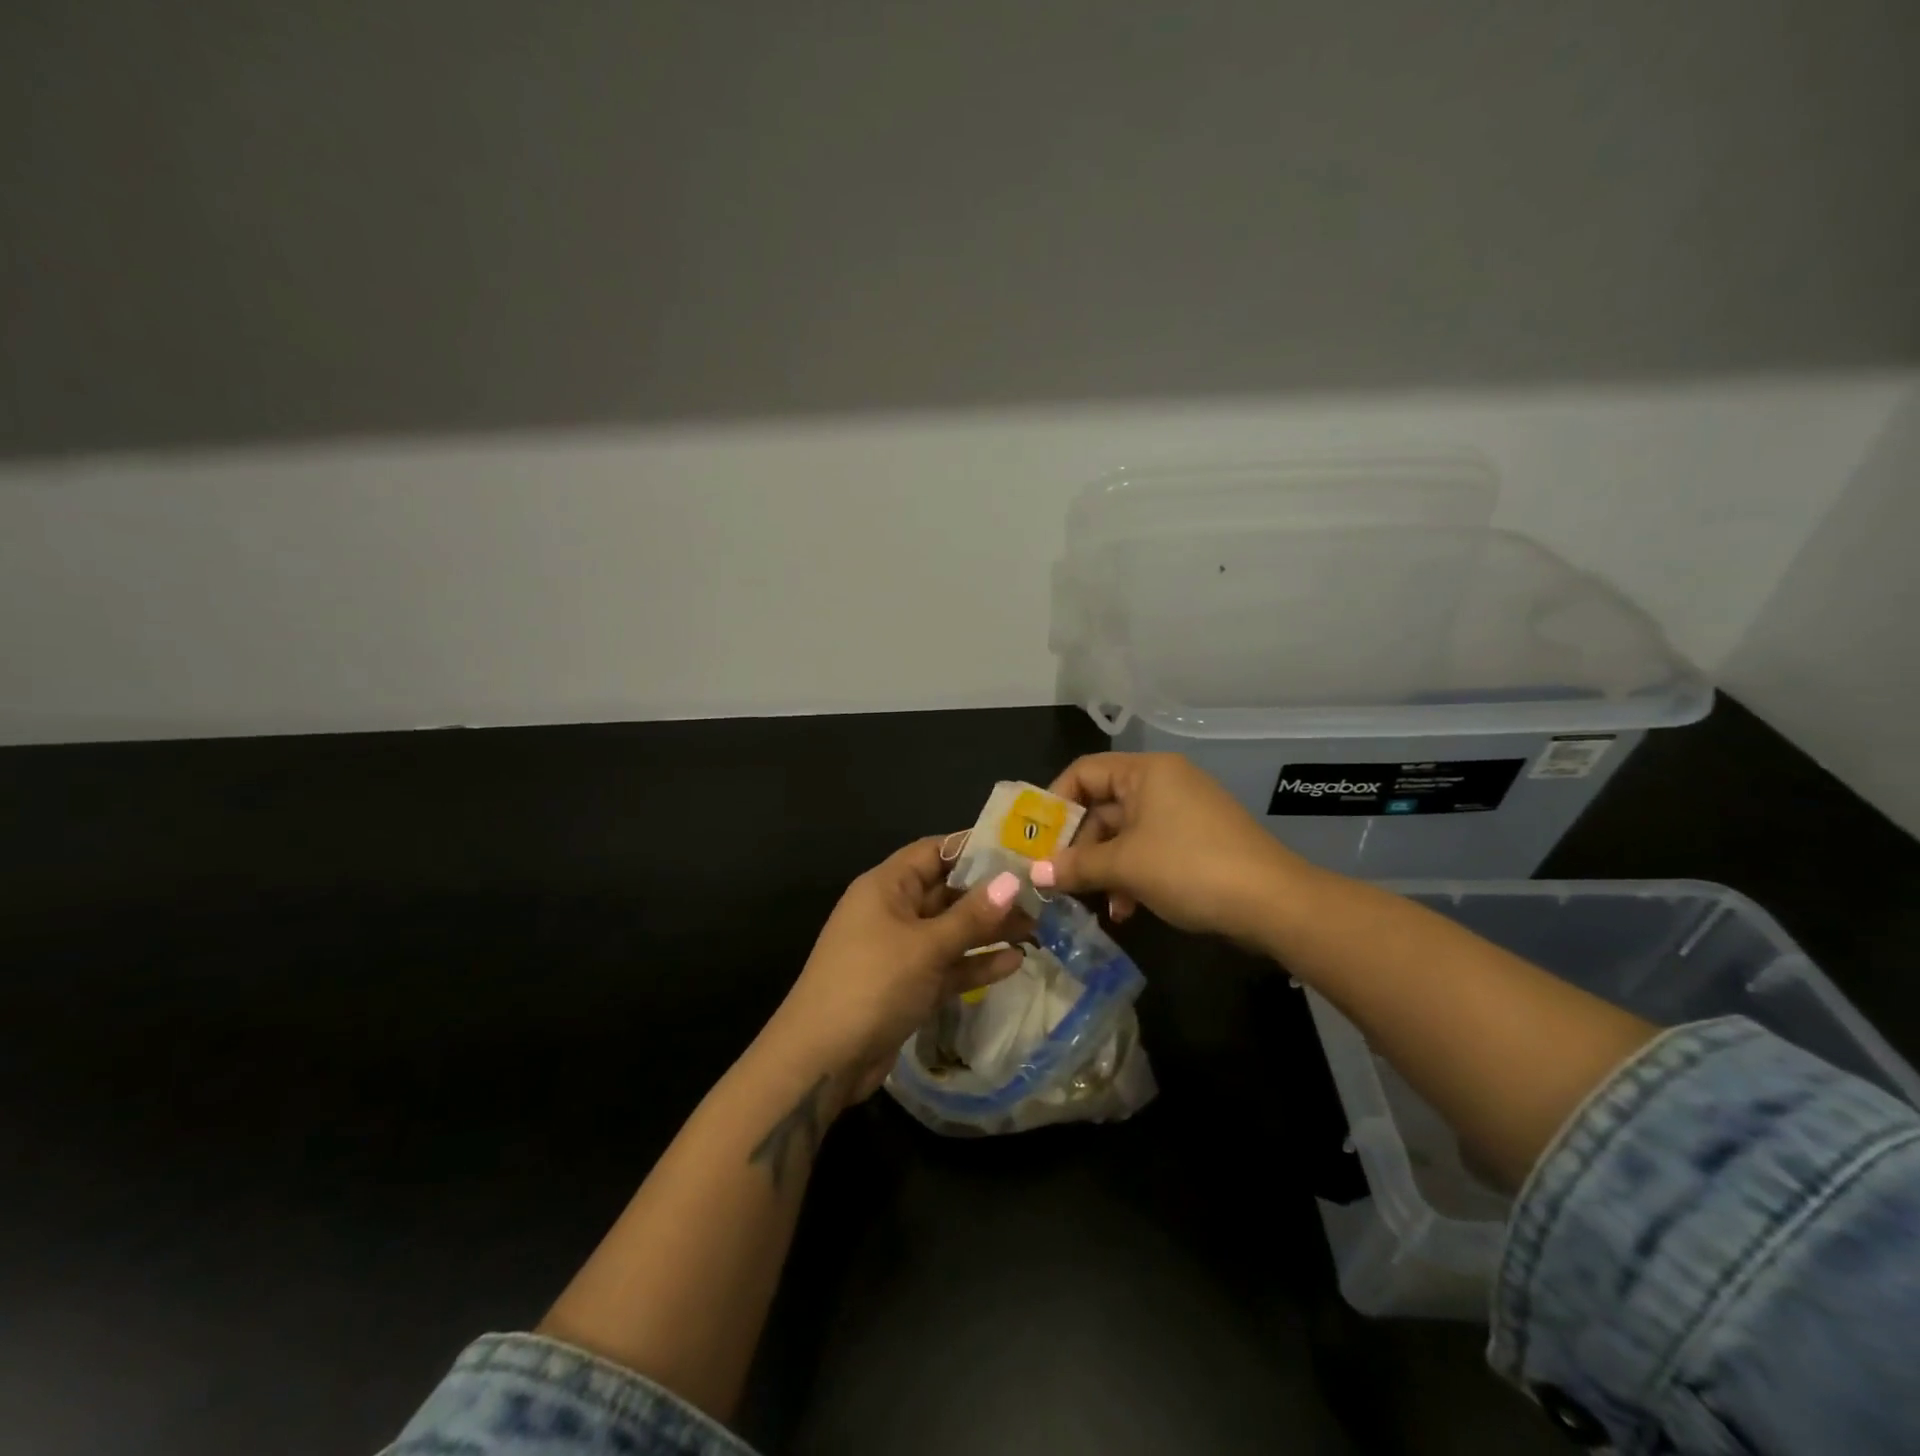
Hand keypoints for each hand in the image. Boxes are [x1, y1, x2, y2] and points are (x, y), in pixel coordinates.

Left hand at [765, 837, 1026, 1104]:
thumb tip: (1013, 880)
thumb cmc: (872, 984)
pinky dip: (976, 964)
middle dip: (991, 893)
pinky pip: (947, 966)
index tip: (1020, 848)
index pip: (934, 851)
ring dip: (989, 930)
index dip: (974, 847)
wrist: (821, 1060)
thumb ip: (972, 915)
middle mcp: (893, 911)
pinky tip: (1014, 962)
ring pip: (951, 931)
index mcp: (886, 886)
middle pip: (947, 891)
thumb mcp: (925, 946)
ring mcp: (900, 951)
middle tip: (1040, 894)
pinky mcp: (908, 986)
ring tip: (1038, 928)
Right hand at [1033, 752, 1308, 943]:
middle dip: (1079, 845)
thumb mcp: (1124, 867)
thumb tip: (1034, 873)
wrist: (1273, 903)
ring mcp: (1182, 813)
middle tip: (1057, 878)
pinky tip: (1125, 911)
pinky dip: (1131, 875)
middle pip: (1102, 805)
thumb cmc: (1189, 868)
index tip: (1036, 839)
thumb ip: (1075, 866)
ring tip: (1091, 901)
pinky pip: (1149, 849)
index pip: (1083, 772)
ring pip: (1124, 833)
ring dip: (1103, 867)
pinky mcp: (1196, 842)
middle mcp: (1163, 783)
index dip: (1055, 803)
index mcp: (1146, 772)